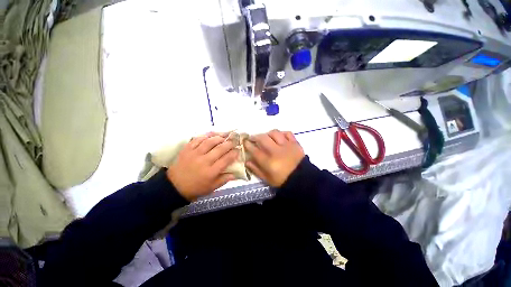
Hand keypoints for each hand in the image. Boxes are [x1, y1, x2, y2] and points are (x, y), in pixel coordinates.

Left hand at [167, 135, 238, 200]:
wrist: (174, 186)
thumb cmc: (195, 188)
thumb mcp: (212, 187)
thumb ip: (224, 180)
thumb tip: (236, 174)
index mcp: (211, 172)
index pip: (226, 159)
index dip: (234, 153)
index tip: (238, 150)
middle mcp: (204, 161)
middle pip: (220, 149)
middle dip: (229, 143)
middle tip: (234, 141)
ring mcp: (195, 154)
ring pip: (210, 142)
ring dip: (219, 137)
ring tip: (225, 136)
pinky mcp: (187, 149)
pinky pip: (198, 139)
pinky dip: (206, 135)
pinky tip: (212, 134)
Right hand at [245, 130, 304, 186]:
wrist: (301, 179)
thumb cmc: (282, 180)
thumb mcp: (267, 179)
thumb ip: (256, 170)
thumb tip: (247, 161)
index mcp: (269, 162)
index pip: (255, 150)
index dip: (248, 145)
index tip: (245, 142)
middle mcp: (276, 151)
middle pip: (263, 138)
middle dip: (255, 136)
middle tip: (253, 138)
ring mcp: (286, 146)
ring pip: (274, 133)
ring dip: (268, 133)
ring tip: (266, 136)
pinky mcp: (295, 143)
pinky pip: (287, 133)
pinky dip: (282, 133)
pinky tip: (279, 137)